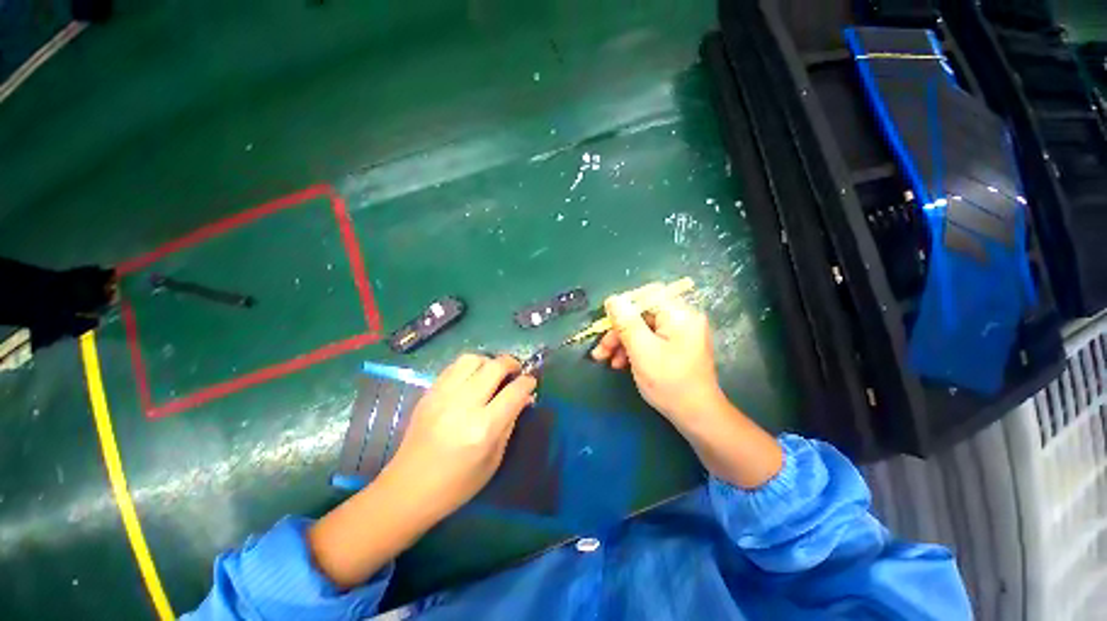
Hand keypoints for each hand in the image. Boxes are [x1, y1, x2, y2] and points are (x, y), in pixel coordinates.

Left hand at [383, 353, 536, 519]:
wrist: (407, 490)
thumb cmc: (457, 484)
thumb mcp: (494, 459)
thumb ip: (510, 422)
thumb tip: (524, 397)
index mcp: (483, 428)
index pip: (514, 391)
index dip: (528, 383)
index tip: (531, 383)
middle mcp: (464, 405)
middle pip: (495, 366)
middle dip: (512, 364)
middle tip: (516, 372)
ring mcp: (443, 396)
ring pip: (473, 359)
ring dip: (489, 362)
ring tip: (493, 374)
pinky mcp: (429, 393)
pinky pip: (454, 366)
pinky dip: (470, 366)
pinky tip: (472, 378)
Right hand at [591, 288, 725, 428]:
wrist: (697, 417)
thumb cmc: (670, 383)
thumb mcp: (642, 351)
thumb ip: (626, 323)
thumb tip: (613, 299)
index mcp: (680, 314)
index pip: (647, 294)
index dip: (623, 306)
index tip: (606, 324)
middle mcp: (682, 318)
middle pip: (642, 313)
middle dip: (618, 331)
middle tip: (600, 349)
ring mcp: (679, 333)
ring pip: (642, 327)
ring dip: (621, 342)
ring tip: (606, 360)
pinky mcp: (674, 345)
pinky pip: (648, 339)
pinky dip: (632, 349)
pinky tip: (620, 363)